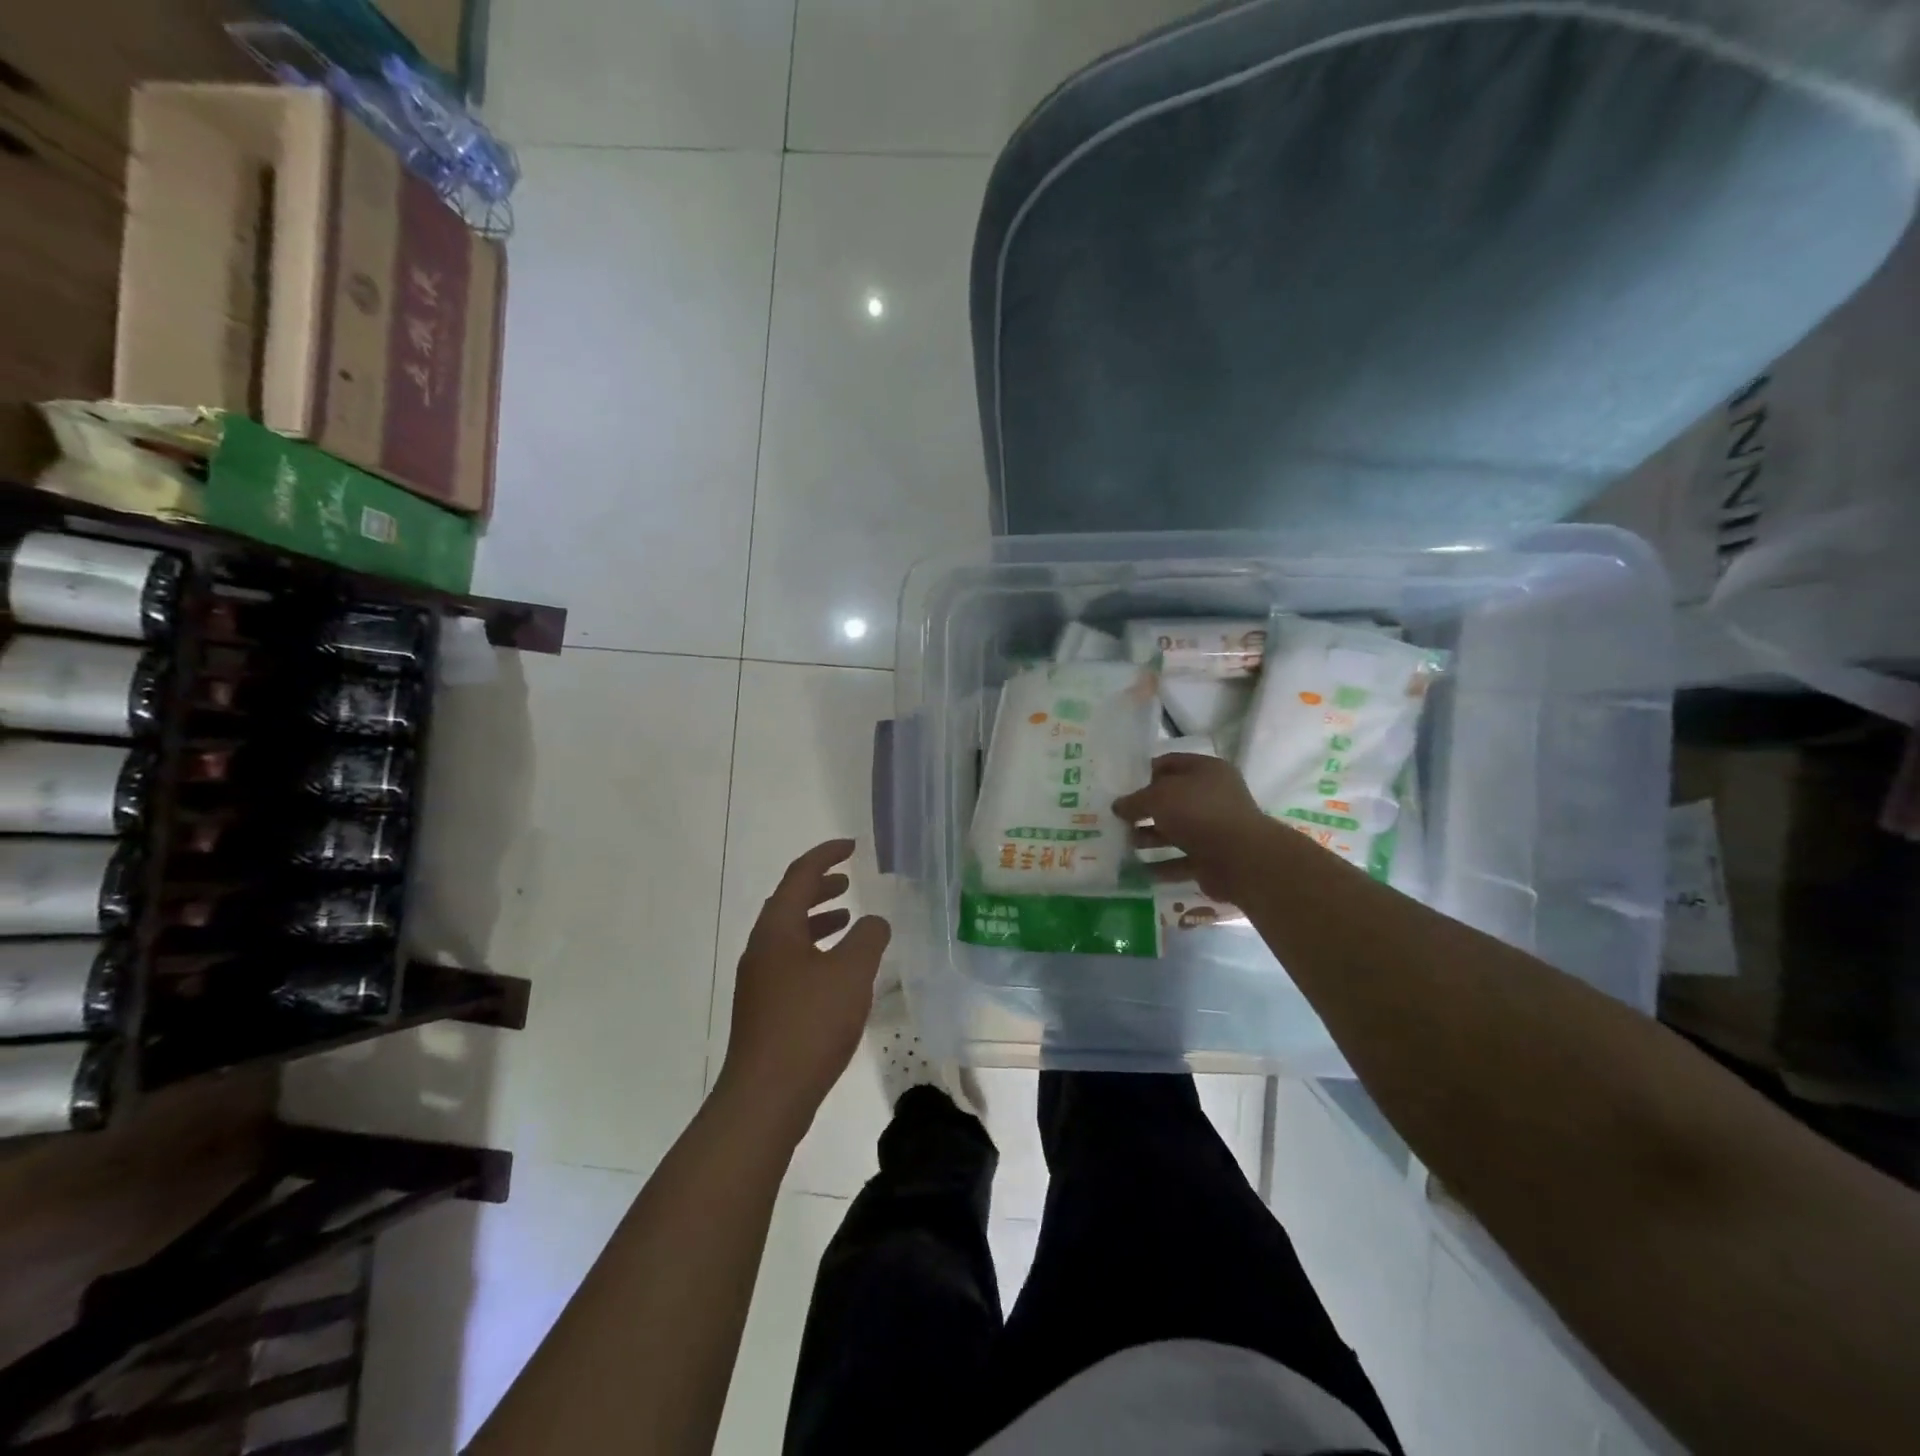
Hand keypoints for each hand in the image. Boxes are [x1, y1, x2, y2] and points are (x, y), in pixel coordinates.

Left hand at [717, 839, 890, 1135]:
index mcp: (777, 929)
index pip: (800, 876)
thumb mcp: (851, 974)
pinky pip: (791, 961)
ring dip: (817, 920)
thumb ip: (868, 938)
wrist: (766, 1096)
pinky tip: (838, 972)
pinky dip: (815, 951)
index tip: (851, 847)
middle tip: (848, 881)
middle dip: (819, 887)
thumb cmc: (809, 1024)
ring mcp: (759, 980)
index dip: (826, 856)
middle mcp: (762, 948)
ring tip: (847, 920)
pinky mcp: (765, 1008)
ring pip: (789, 935)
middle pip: (789, 903)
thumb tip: (875, 921)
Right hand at [1113, 754, 1275, 902]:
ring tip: (1121, 843)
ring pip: (1174, 831)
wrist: (1241, 859)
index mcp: (1206, 771)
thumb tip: (1118, 806)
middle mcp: (1212, 796)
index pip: (1169, 763)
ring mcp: (1213, 829)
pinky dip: (1161, 865)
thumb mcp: (1159, 797)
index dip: (1143, 772)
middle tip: (1115, 818)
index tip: (1119, 785)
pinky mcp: (1212, 858)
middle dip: (1143, 809)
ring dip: (1148, 838)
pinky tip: (1137, 870)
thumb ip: (1135, 800)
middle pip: (1171, 799)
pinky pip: (1180, 860)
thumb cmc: (1199, 813)